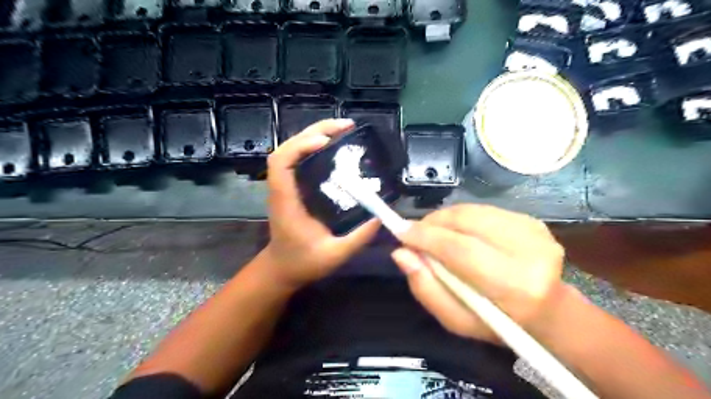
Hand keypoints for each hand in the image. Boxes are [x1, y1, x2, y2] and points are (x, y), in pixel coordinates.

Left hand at [263, 119, 383, 288]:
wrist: (283, 268)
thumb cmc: (303, 263)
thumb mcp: (334, 255)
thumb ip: (358, 238)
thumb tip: (380, 216)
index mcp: (286, 202)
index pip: (281, 164)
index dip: (300, 146)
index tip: (325, 141)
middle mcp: (282, 189)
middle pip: (287, 148)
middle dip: (313, 131)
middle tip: (345, 126)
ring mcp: (286, 186)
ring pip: (291, 149)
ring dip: (313, 134)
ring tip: (341, 130)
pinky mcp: (293, 188)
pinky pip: (298, 159)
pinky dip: (313, 146)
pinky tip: (332, 146)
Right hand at [388, 204, 566, 340]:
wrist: (549, 311)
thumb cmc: (498, 323)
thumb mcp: (456, 320)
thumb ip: (426, 288)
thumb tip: (401, 253)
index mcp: (513, 286)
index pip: (459, 249)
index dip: (425, 236)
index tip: (399, 231)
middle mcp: (529, 251)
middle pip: (465, 221)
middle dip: (432, 223)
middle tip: (414, 233)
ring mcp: (534, 231)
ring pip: (471, 211)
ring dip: (445, 219)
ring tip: (433, 233)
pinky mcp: (532, 220)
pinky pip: (483, 209)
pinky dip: (461, 217)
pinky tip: (457, 231)